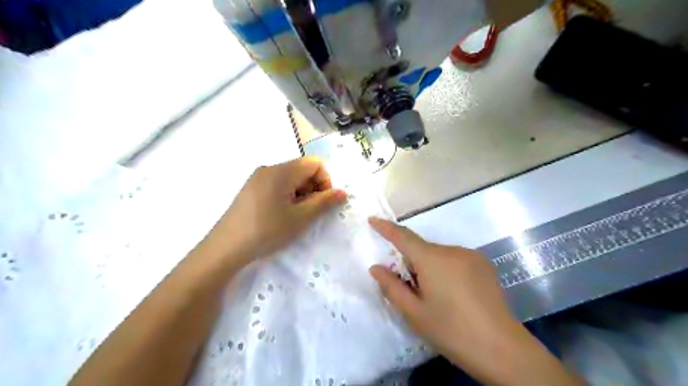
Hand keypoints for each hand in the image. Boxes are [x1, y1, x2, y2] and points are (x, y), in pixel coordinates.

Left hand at [202, 158, 346, 267]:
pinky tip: (281, 215)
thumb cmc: (267, 231)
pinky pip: (277, 184)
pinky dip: (288, 195)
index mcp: (281, 171)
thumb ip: (324, 202)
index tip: (322, 203)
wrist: (225, 248)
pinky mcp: (251, 188)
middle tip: (310, 212)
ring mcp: (258, 178)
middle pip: (302, 169)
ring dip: (301, 193)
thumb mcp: (300, 218)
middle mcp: (269, 168)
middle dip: (313, 188)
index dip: (325, 181)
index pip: (314, 163)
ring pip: (290, 178)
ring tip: (295, 216)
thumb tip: (343, 192)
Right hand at [368, 219, 581, 383]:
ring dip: (431, 268)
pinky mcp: (484, 264)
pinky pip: (455, 260)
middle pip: (422, 250)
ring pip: (439, 256)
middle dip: (412, 264)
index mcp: (432, 259)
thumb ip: (392, 287)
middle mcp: (451, 250)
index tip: (373, 219)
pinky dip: (447, 270)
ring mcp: (471, 255)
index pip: (403, 236)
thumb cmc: (451, 330)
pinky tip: (457, 295)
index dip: (386, 227)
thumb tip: (375, 268)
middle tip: (414, 291)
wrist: (502, 349)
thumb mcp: (414, 313)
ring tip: (439, 298)